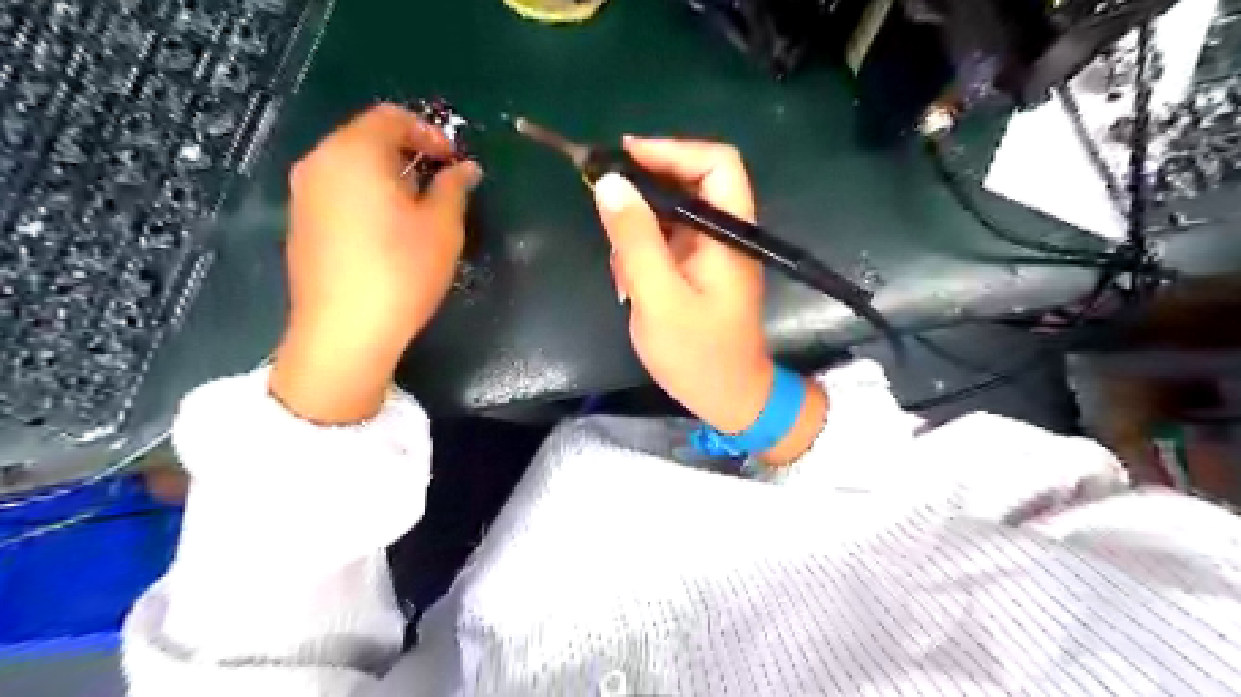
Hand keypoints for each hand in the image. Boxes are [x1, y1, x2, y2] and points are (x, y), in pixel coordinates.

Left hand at [270, 100, 482, 422]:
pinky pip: (339, 191)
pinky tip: (389, 230)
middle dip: (409, 152)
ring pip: (351, 165)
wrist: (345, 331)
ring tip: (420, 208)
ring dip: (389, 175)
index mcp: (354, 152)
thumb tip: (464, 168)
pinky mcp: (301, 223)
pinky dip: (368, 195)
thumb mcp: (442, 227)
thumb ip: (454, 188)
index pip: (391, 117)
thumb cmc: (401, 271)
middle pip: (367, 138)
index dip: (429, 132)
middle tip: (442, 183)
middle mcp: (320, 162)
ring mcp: (304, 194)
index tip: (455, 162)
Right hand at [591, 136, 820, 465]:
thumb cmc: (698, 354)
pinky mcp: (696, 270)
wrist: (727, 399)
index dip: (672, 150)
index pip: (716, 163)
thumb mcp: (659, 297)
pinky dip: (641, 255)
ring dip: (637, 232)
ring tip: (623, 272)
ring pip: (669, 214)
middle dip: (644, 194)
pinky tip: (630, 285)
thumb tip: (610, 182)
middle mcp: (723, 233)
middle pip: (688, 183)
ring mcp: (709, 252)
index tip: (624, 158)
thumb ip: (635, 240)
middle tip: (605, 206)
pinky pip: (664, 242)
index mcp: (728, 232)